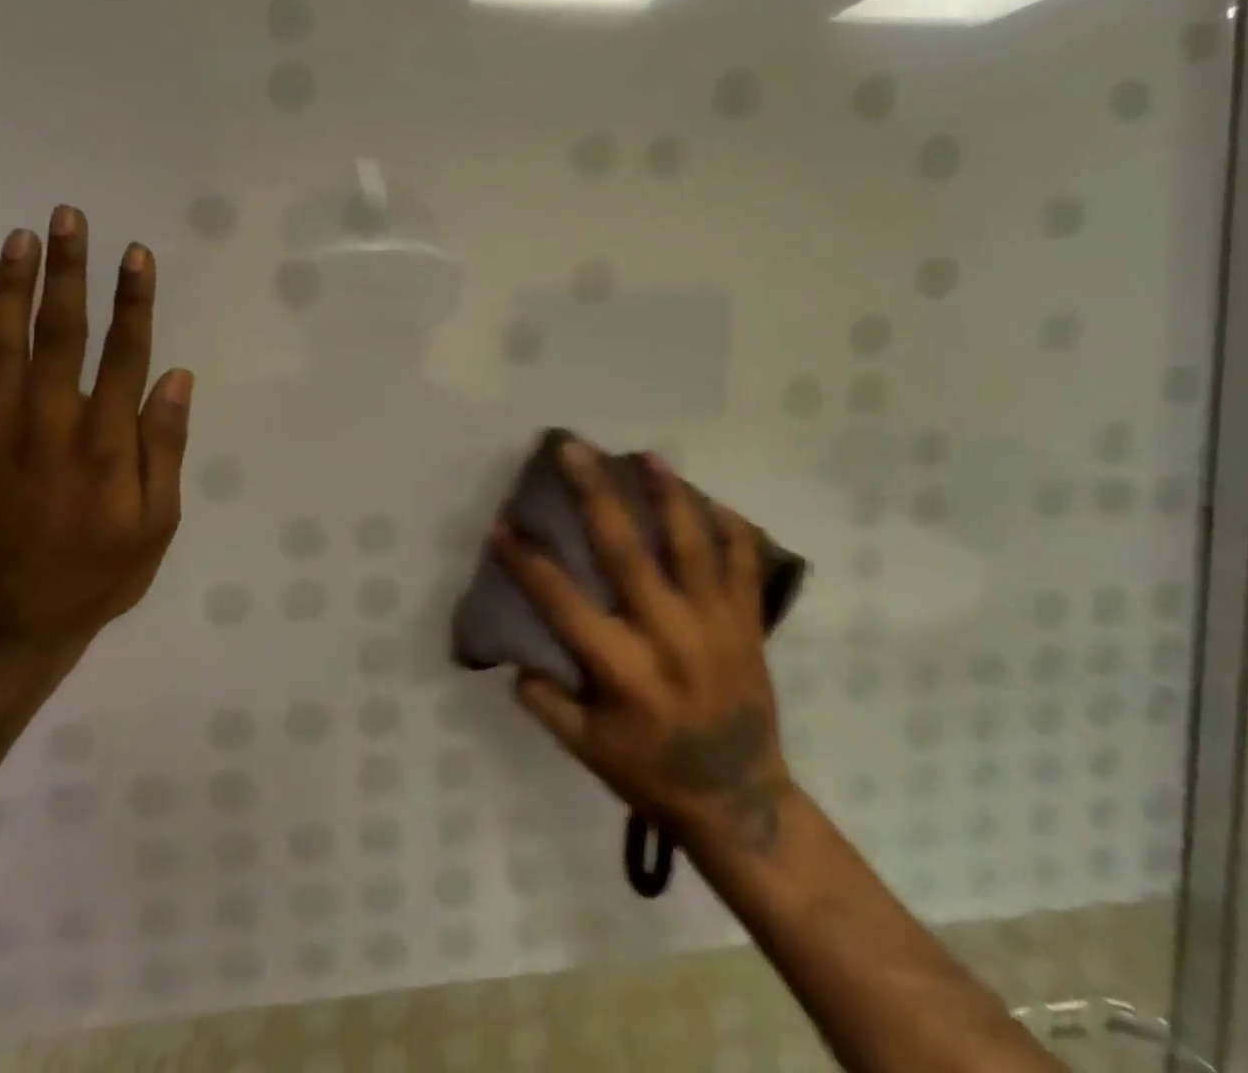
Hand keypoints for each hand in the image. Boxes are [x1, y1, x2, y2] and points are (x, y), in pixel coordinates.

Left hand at [0, 205, 191, 645]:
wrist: (14, 625)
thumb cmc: (102, 572)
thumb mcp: (158, 521)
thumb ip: (164, 447)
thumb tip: (175, 378)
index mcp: (105, 443)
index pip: (123, 354)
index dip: (132, 300)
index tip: (134, 253)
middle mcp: (49, 426)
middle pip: (59, 335)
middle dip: (66, 272)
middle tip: (67, 217)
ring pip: (0, 349)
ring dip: (9, 290)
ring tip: (18, 240)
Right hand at [491, 439, 795, 854]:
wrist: (741, 800)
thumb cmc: (654, 773)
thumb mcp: (588, 751)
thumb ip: (548, 704)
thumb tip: (515, 661)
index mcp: (621, 668)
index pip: (561, 601)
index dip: (525, 561)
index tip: (499, 526)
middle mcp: (667, 634)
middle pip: (625, 550)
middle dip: (594, 494)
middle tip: (574, 448)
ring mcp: (714, 623)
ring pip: (691, 544)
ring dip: (667, 494)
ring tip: (647, 455)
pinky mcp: (747, 623)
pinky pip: (743, 562)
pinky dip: (729, 527)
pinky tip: (708, 500)